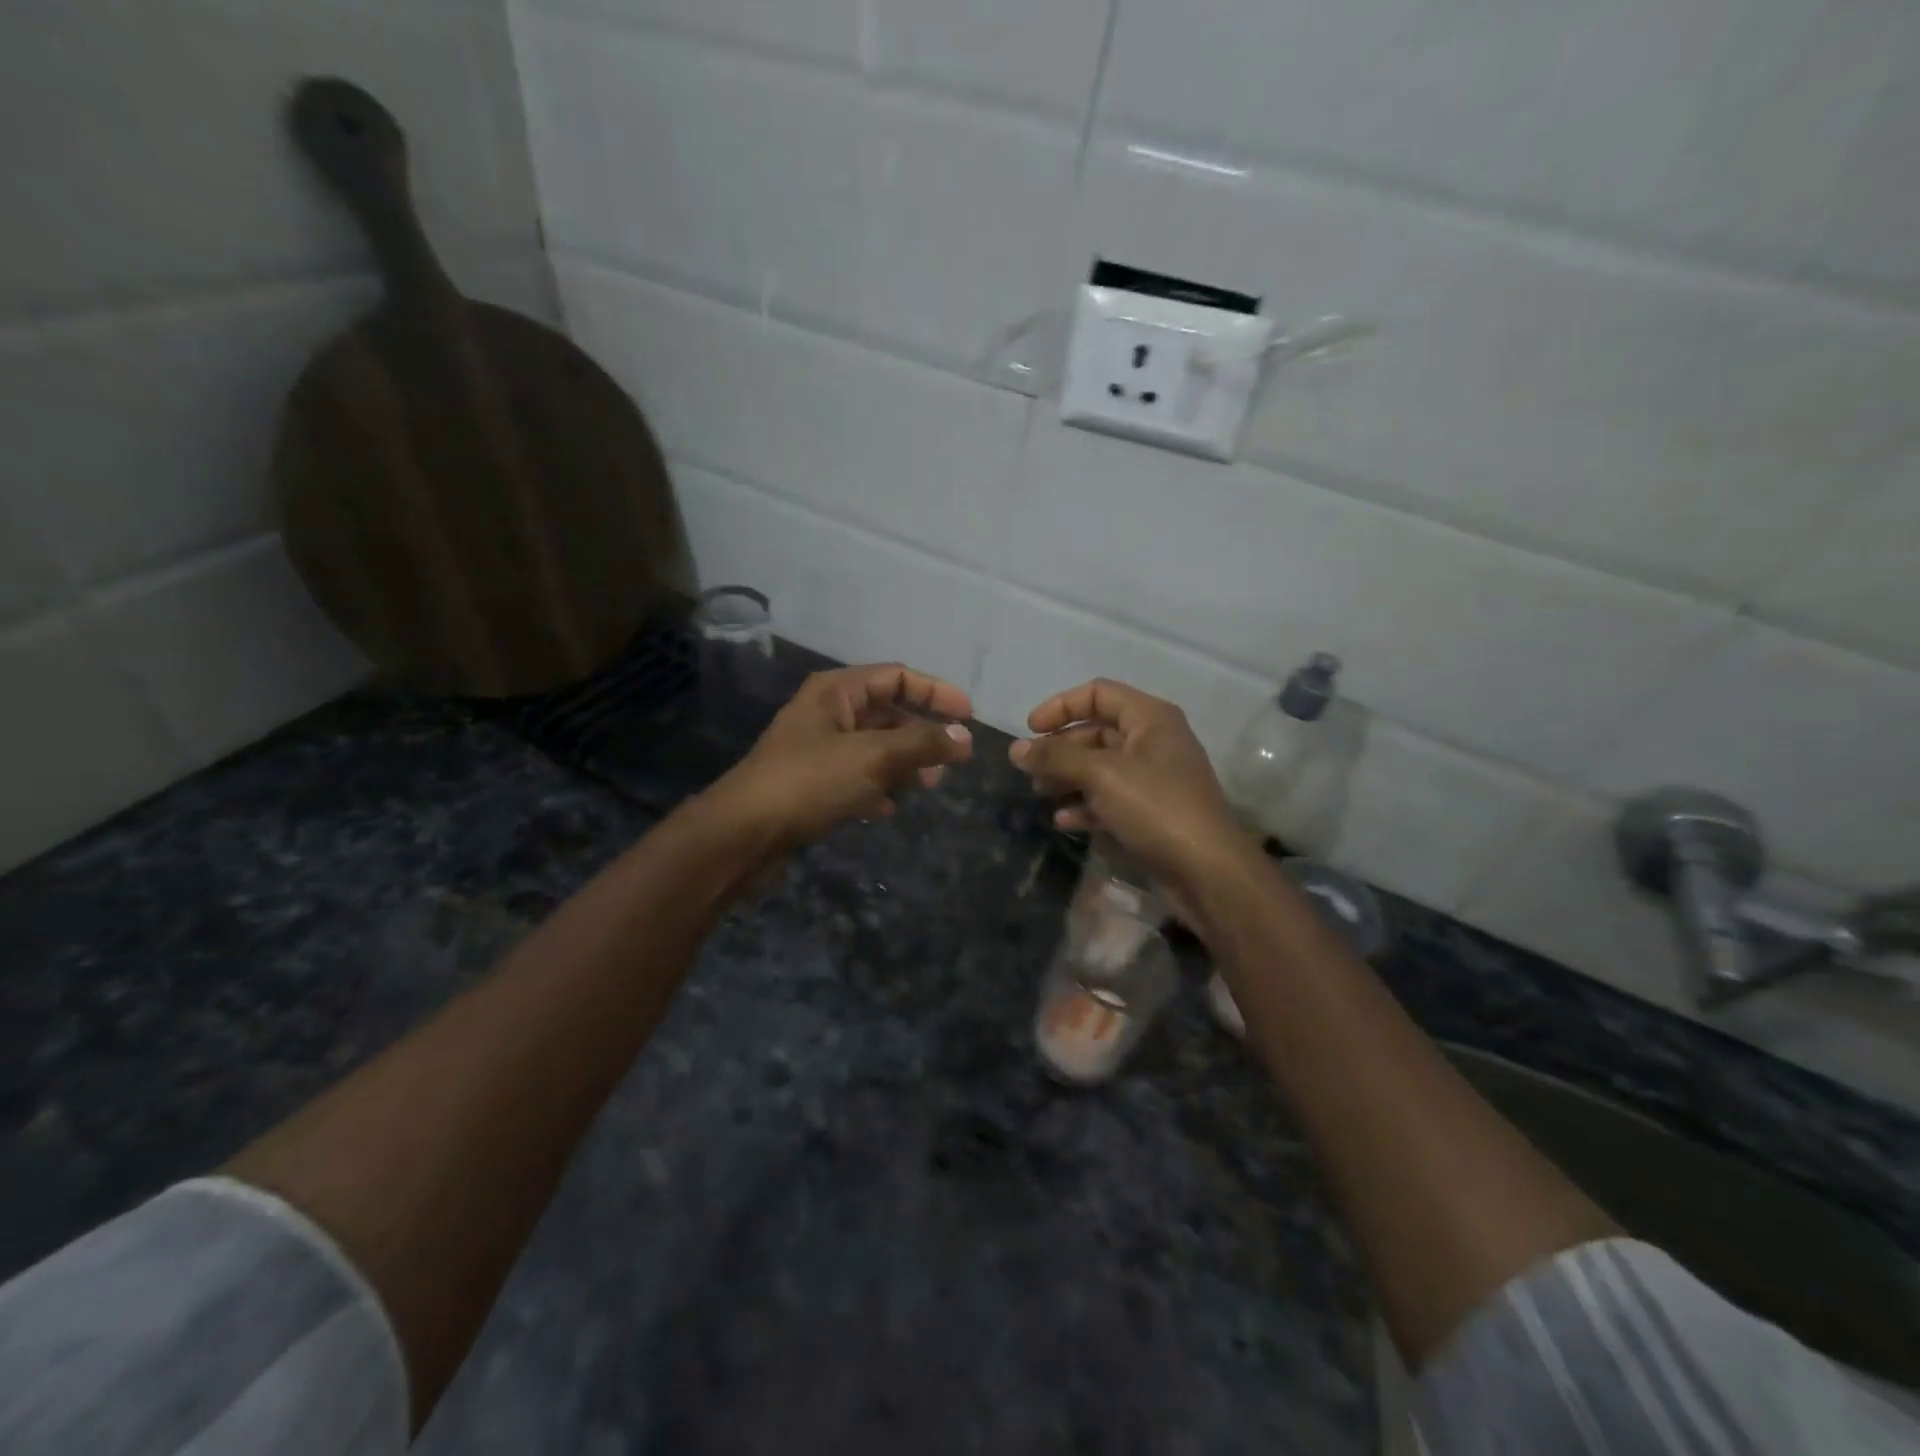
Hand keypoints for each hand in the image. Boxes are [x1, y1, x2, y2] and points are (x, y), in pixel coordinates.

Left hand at [711, 662, 973, 848]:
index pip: (896, 677)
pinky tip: (887, 809)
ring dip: (903, 763)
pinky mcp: (811, 784)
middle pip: (887, 713)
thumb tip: (965, 737)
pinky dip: (876, 787)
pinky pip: (856, 776)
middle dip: (921, 734)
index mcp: (836, 691)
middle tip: (951, 759)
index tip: (969, 716)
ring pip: (873, 747)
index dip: (935, 692)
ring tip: (928, 786)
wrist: (743, 834)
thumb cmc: (809, 782)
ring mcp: (817, 749)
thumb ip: (922, 745)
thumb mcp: (873, 758)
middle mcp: (826, 713)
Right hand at [1009, 678, 1252, 896]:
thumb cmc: (1155, 807)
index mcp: (1150, 718)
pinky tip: (1064, 820)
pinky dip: (1086, 804)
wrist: (1208, 871)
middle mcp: (1154, 741)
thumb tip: (1015, 749)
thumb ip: (1056, 757)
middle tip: (1030, 769)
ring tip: (1040, 793)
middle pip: (1097, 731)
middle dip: (1060, 748)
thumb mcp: (1101, 774)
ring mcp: (1154, 778)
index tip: (1030, 730)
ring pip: (1101, 766)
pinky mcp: (1152, 812)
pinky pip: (1111, 798)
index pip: (1098, 693)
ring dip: (1068, 776)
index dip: (1061, 706)